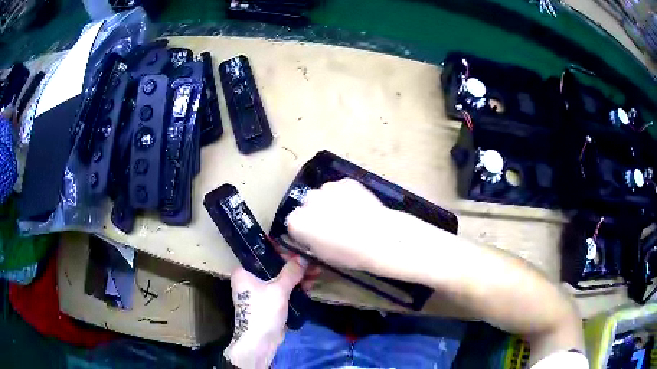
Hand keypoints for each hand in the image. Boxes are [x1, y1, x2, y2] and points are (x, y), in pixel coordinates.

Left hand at [224, 258, 306, 368]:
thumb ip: (291, 272)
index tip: (300, 249)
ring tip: (316, 274)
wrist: (259, 342)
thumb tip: (304, 257)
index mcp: (244, 272)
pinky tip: (309, 285)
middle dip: (294, 266)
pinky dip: (294, 288)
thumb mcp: (278, 290)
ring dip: (297, 277)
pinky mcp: (268, 302)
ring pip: (280, 279)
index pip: (263, 253)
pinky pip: (282, 290)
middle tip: (312, 263)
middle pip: (274, 266)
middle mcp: (250, 279)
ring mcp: (259, 292)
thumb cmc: (263, 312)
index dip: (282, 251)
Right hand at [286, 178, 399, 271]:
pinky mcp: (346, 182)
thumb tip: (311, 235)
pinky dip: (345, 196)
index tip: (315, 237)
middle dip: (315, 213)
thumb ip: (310, 241)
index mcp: (297, 221)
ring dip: (329, 203)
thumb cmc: (349, 253)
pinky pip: (341, 189)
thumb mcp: (322, 255)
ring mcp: (328, 188)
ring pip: (324, 195)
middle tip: (332, 226)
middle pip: (307, 206)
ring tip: (348, 216)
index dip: (305, 231)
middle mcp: (308, 200)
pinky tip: (358, 208)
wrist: (380, 238)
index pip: (293, 223)